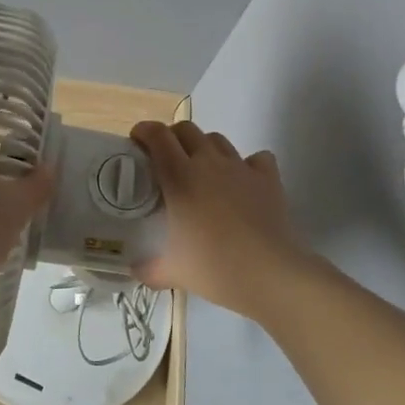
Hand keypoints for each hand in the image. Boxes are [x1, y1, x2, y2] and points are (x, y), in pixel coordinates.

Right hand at [130, 121, 324, 319]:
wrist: (270, 274)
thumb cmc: (214, 268)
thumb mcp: (172, 272)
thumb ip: (148, 268)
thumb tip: (134, 270)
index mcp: (179, 177)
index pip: (157, 136)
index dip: (144, 131)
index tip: (137, 142)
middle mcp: (208, 162)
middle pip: (187, 129)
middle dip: (173, 137)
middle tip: (167, 159)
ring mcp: (240, 167)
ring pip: (218, 140)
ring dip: (205, 148)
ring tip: (203, 171)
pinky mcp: (268, 178)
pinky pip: (257, 158)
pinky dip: (248, 164)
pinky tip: (244, 182)